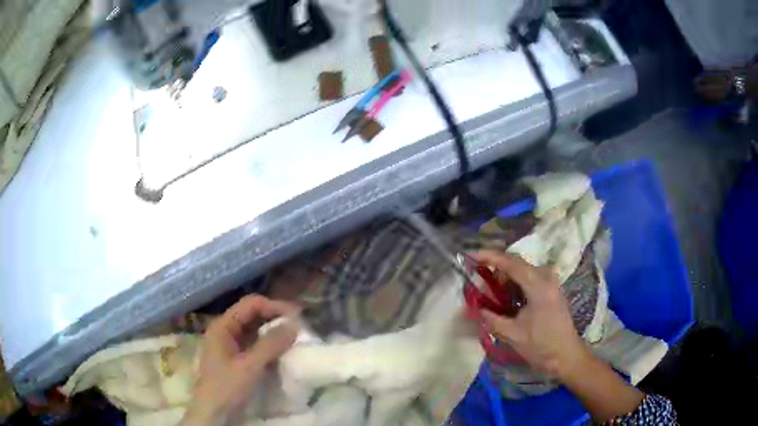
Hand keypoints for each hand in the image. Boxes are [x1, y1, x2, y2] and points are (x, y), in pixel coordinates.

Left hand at [182, 295, 299, 425]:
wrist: (214, 413)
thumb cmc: (226, 387)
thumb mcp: (249, 366)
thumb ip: (270, 345)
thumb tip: (295, 325)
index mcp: (223, 326)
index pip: (250, 305)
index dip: (274, 306)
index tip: (297, 316)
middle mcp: (226, 330)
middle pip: (252, 315)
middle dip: (275, 317)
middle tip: (299, 325)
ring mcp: (231, 345)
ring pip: (255, 330)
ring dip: (274, 331)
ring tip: (295, 336)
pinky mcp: (238, 358)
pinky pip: (256, 344)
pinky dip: (270, 344)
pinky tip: (283, 349)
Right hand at [474, 251, 644, 421]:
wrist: (567, 356)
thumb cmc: (541, 345)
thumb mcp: (512, 334)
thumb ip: (491, 318)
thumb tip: (473, 308)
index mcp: (538, 284)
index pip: (510, 262)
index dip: (489, 256)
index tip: (470, 255)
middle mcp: (546, 276)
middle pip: (516, 263)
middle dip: (495, 268)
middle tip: (477, 280)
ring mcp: (551, 282)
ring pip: (522, 271)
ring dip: (505, 278)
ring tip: (489, 293)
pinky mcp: (552, 289)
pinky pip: (529, 278)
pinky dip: (514, 284)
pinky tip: (506, 298)